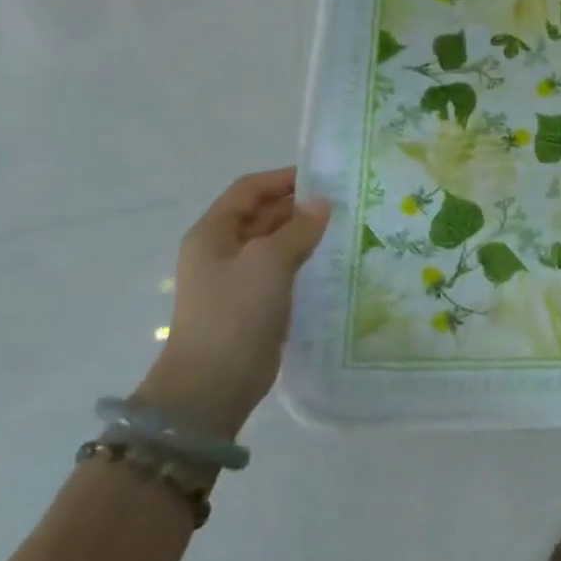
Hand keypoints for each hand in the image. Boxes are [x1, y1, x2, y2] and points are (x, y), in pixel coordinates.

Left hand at [136, 169, 330, 438]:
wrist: (214, 382)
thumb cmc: (235, 312)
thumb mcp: (269, 261)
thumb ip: (298, 228)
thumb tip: (323, 205)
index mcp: (213, 232)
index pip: (249, 189)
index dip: (283, 178)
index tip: (325, 177)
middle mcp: (223, 250)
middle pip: (263, 214)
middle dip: (300, 206)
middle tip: (345, 203)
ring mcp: (238, 278)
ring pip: (276, 243)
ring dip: (306, 234)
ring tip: (347, 229)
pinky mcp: (255, 303)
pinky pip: (283, 270)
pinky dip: (306, 261)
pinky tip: (335, 262)